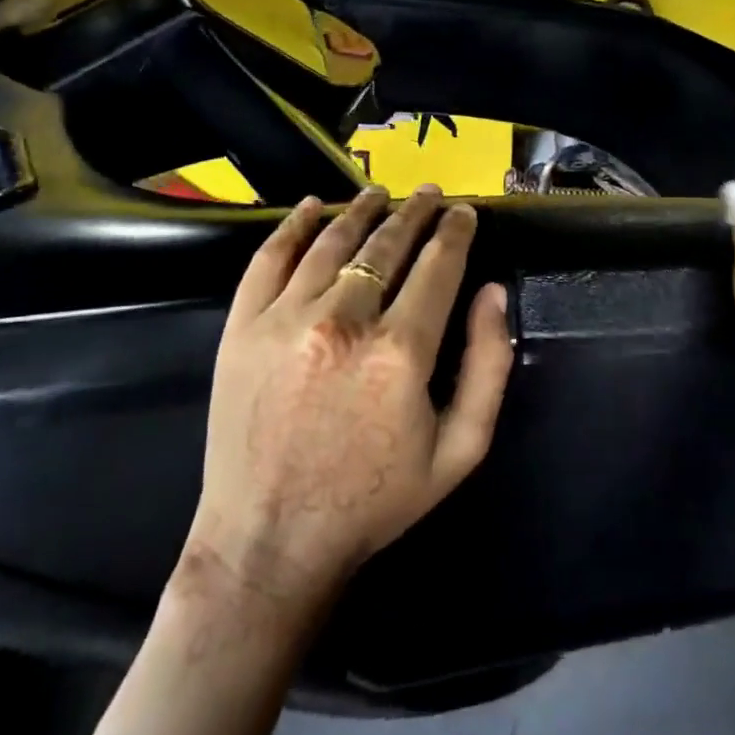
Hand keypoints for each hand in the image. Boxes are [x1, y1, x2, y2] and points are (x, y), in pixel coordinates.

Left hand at [180, 185, 511, 618]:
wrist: (270, 540)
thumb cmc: (374, 499)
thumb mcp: (460, 449)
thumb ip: (489, 365)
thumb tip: (493, 292)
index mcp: (400, 352)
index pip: (438, 266)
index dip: (456, 232)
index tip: (466, 212)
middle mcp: (343, 322)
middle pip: (387, 245)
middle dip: (416, 212)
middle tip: (431, 193)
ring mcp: (284, 320)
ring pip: (333, 242)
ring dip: (362, 210)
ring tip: (382, 193)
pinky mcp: (241, 328)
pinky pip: (270, 258)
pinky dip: (294, 226)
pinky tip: (312, 207)